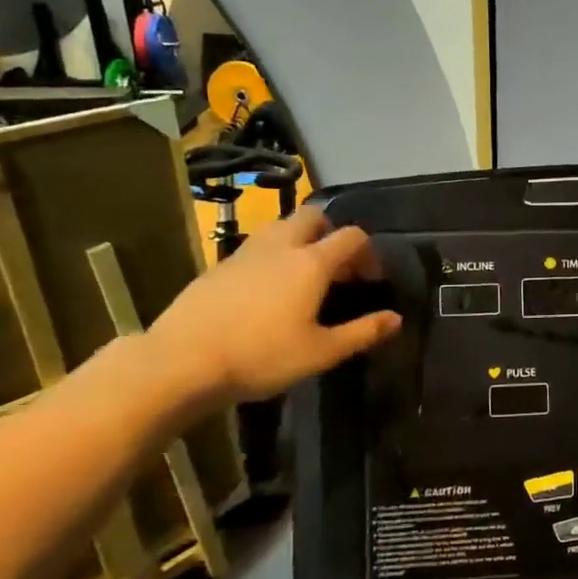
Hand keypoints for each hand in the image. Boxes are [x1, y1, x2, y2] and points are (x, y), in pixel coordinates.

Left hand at [146, 209, 400, 405]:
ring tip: (302, 277)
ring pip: (281, 227)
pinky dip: (272, 257)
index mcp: (311, 263)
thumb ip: (362, 332)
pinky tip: (266, 292)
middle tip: (335, 269)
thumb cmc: (261, 356)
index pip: (352, 236)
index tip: (369, 281)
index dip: (368, 253)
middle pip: (313, 217)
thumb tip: (396, 319)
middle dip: (331, 234)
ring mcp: (245, 252)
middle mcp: (281, 246)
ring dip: (300, 241)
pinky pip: (256, 247)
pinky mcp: (218, 266)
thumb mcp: (321, 352)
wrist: (181, 361)